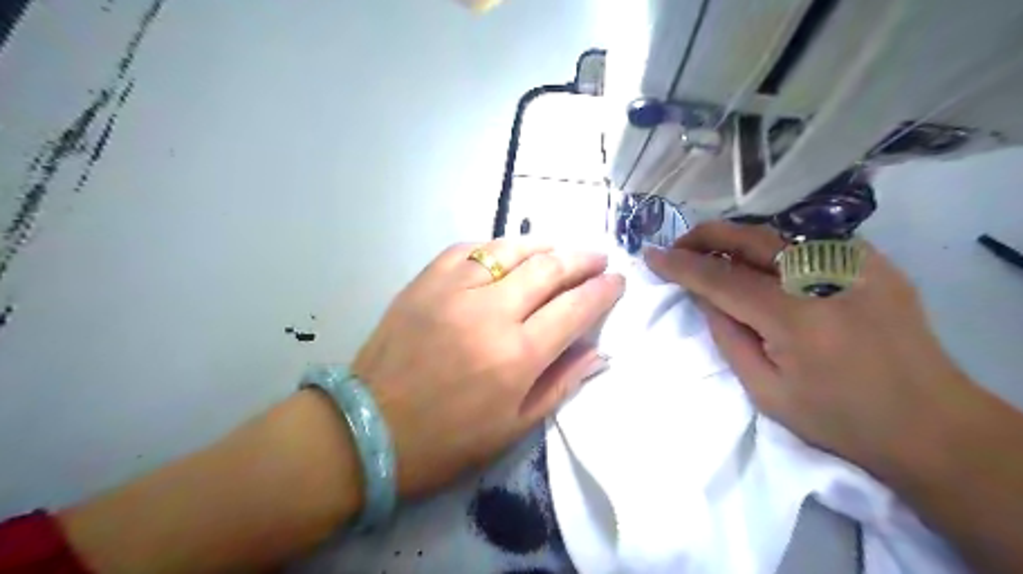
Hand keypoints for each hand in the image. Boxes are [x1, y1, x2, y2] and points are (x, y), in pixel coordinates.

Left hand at [352, 237, 622, 498]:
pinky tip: (507, 253)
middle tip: (598, 259)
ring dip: (544, 246)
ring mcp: (453, 289)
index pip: (575, 308)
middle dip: (582, 259)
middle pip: (549, 268)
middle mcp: (490, 312)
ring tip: (560, 250)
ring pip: (511, 249)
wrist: (369, 428)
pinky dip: (496, 247)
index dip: (603, 291)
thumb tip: (596, 351)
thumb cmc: (448, 440)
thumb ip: (561, 383)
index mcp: (517, 356)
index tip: (617, 281)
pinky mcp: (425, 281)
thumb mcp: (514, 427)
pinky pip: (469, 248)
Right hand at [647, 222, 972, 477]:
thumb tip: (702, 295)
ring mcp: (856, 264)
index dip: (682, 265)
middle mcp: (825, 278)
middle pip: (750, 239)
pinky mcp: (875, 262)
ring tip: (713, 257)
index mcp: (794, 318)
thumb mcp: (765, 390)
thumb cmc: (839, 419)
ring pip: (777, 235)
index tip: (652, 255)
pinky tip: (763, 266)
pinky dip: (774, 249)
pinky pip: (808, 243)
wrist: (929, 424)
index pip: (722, 278)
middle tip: (679, 247)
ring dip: (736, 241)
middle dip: (706, 237)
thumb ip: (727, 335)